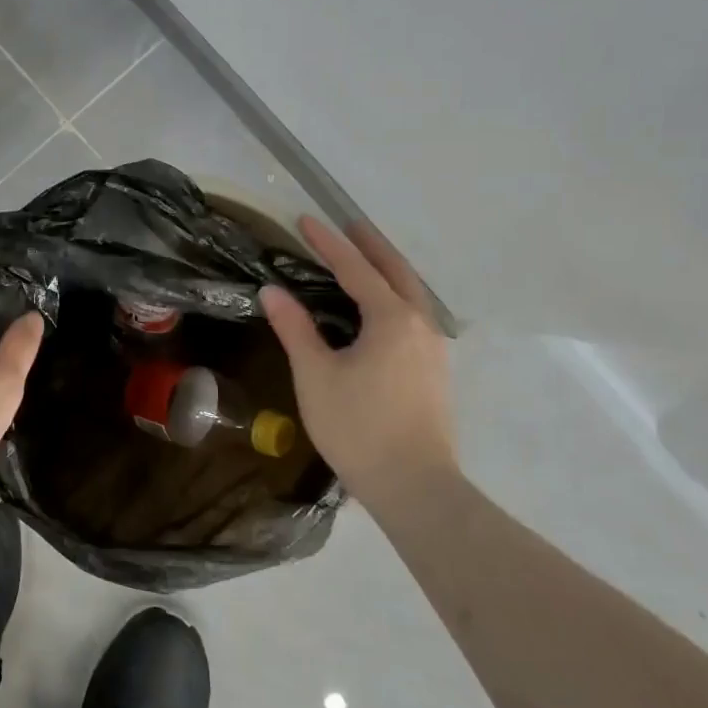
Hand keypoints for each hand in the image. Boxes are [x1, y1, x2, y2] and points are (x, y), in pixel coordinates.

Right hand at [260, 216, 455, 513]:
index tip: (305, 220)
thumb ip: (295, 328)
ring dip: (387, 269)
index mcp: (391, 319)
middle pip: (396, 271)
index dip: (328, 243)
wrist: (415, 487)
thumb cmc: (359, 426)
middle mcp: (420, 324)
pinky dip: (396, 295)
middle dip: (371, 245)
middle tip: (349, 225)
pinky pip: (415, 314)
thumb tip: (272, 291)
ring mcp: (434, 348)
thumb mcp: (316, 374)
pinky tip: (382, 309)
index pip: (355, 268)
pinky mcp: (435, 370)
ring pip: (412, 293)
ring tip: (365, 259)